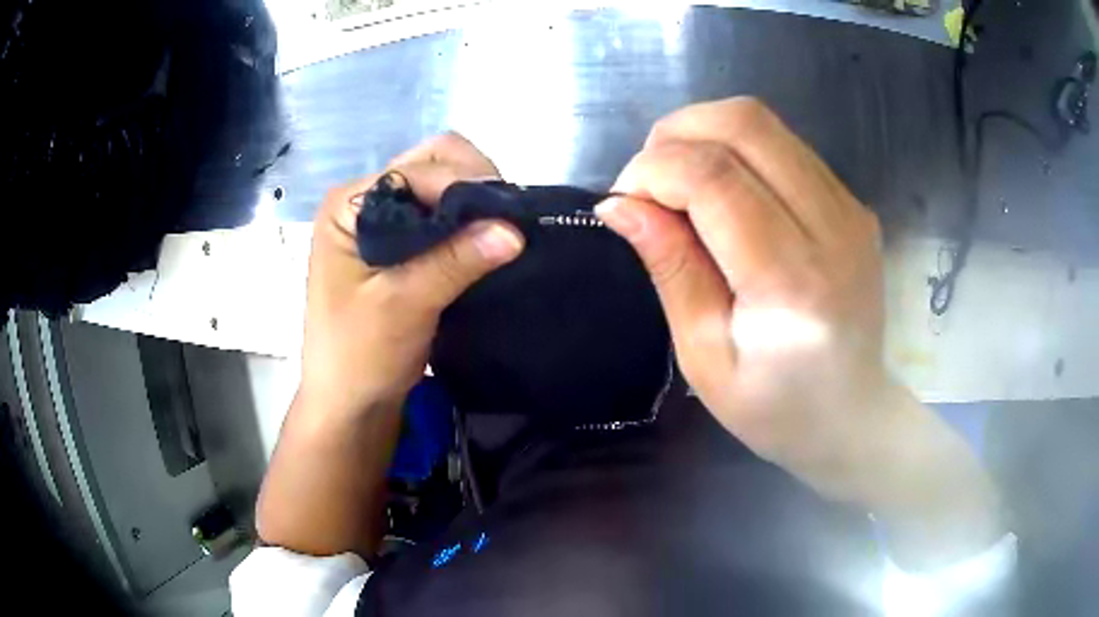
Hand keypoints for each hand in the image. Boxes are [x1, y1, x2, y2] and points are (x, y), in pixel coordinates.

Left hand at [300, 132, 524, 417]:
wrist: (349, 405)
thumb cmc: (359, 355)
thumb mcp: (404, 305)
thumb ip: (455, 261)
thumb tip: (515, 228)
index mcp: (348, 204)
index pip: (418, 169)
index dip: (464, 185)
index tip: (508, 217)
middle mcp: (363, 202)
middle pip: (430, 166)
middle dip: (473, 185)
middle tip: (505, 221)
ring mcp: (381, 222)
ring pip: (440, 189)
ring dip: (473, 205)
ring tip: (502, 233)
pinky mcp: (399, 246)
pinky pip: (441, 218)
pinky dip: (467, 224)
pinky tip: (487, 245)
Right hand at [597, 97, 887, 495]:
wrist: (853, 414)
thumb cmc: (776, 408)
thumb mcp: (706, 357)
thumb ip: (671, 269)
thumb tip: (619, 205)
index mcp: (792, 280)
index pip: (714, 176)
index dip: (654, 170)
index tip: (624, 199)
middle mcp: (831, 226)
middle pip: (744, 124)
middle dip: (675, 134)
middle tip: (647, 179)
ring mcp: (849, 207)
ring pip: (764, 122)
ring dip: (704, 134)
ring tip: (678, 181)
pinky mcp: (852, 202)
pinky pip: (784, 145)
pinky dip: (737, 149)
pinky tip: (722, 191)